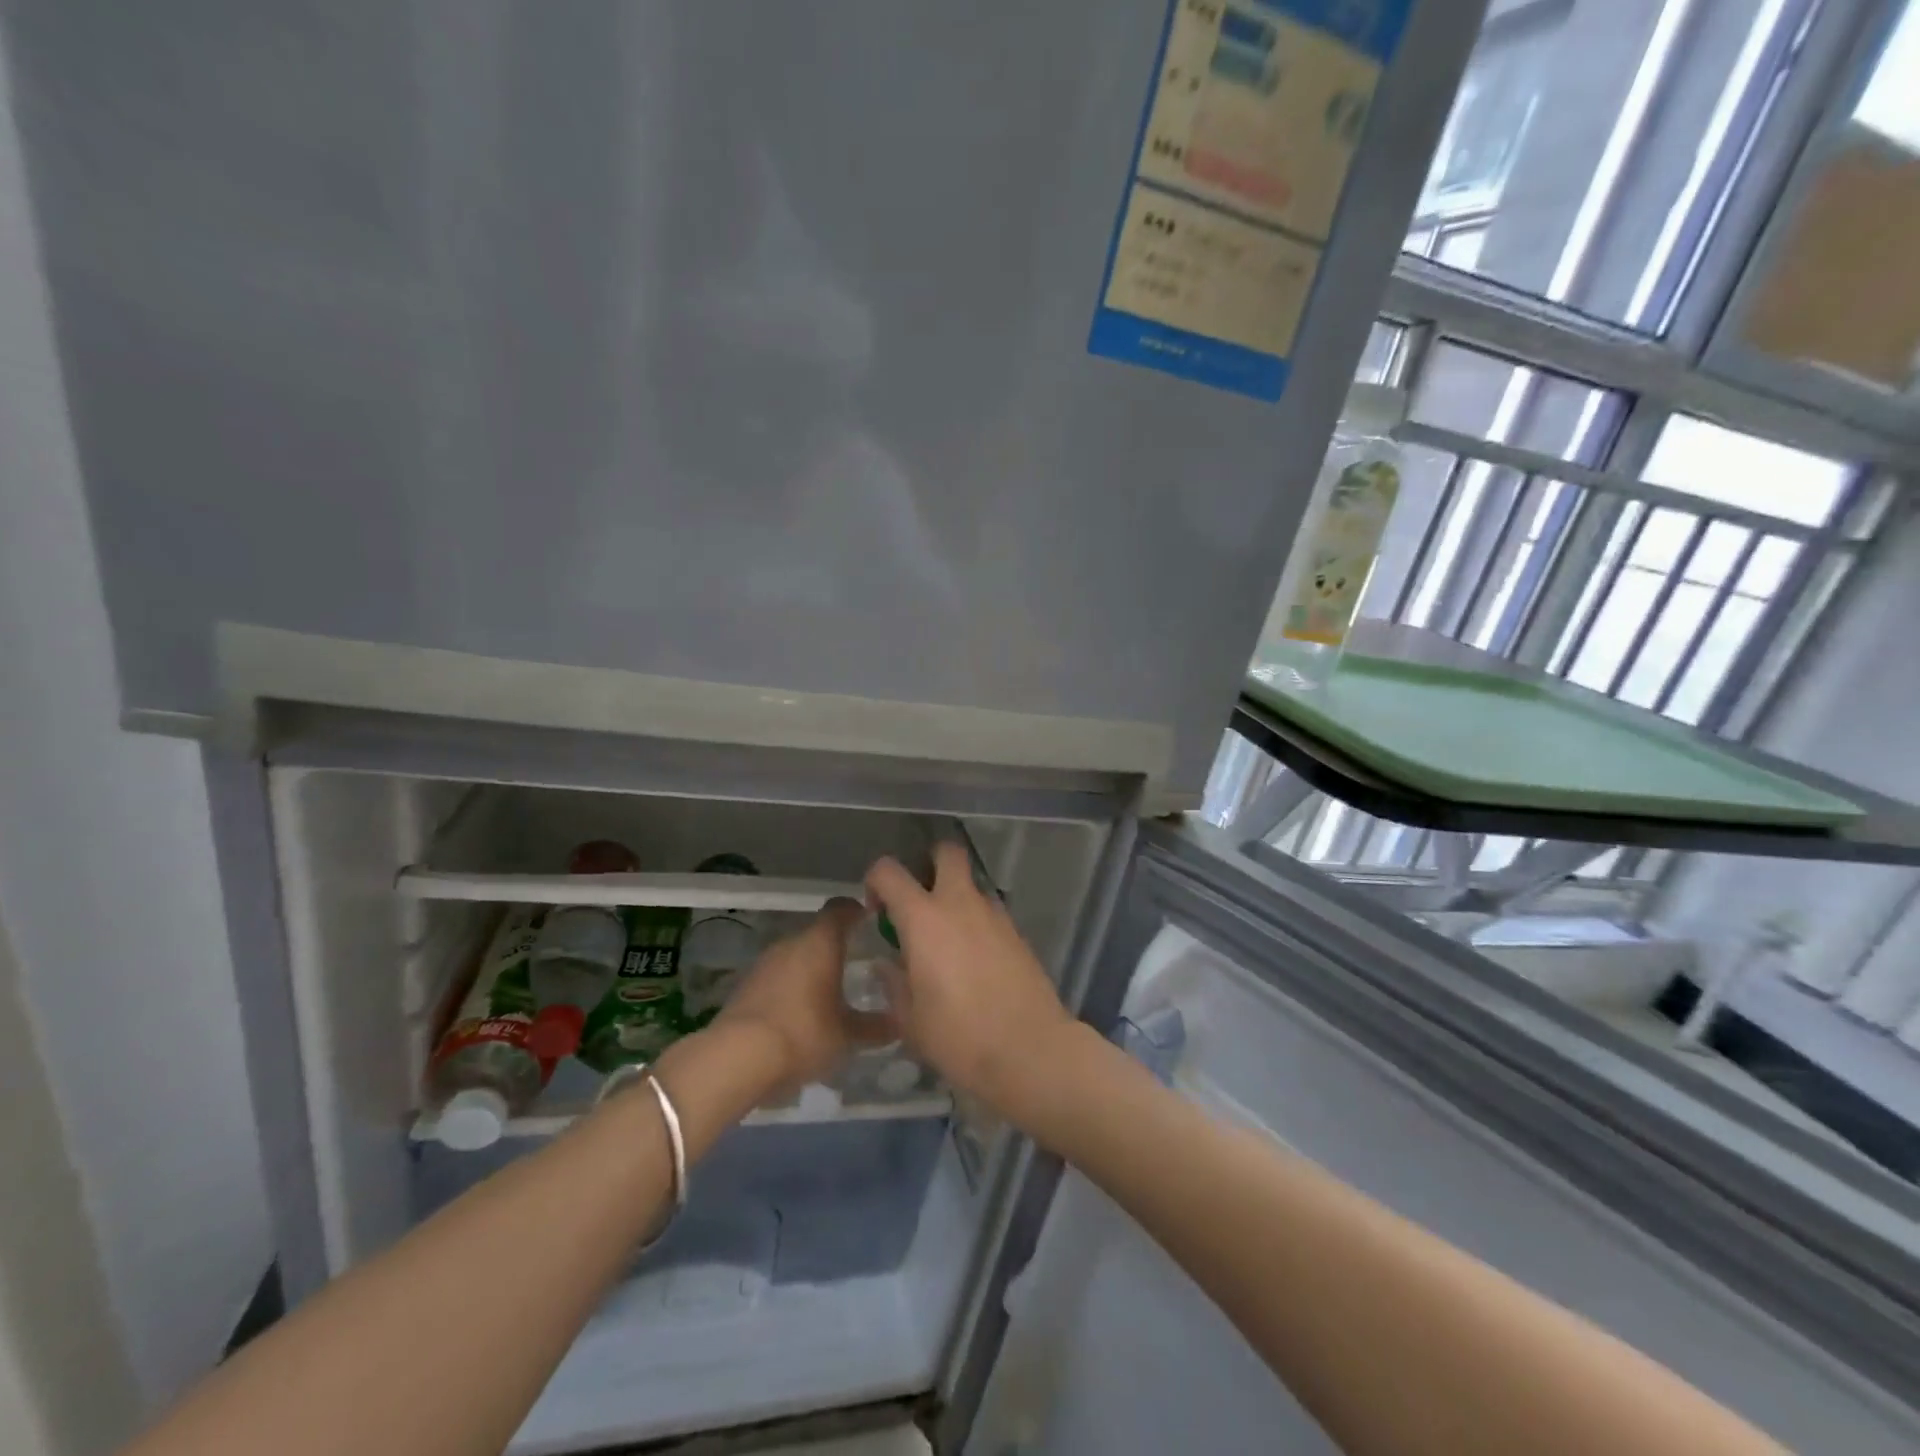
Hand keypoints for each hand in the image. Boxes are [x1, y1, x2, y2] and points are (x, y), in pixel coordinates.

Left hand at [712, 898, 884, 1094]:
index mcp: (820, 942)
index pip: (841, 908)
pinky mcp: (746, 986)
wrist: (735, 1059)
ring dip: (812, 970)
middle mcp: (791, 943)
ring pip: (796, 957)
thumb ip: (875, 1027)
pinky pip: (778, 978)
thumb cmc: (803, 1033)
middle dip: (837, 948)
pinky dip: (791, 989)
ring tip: (831, 996)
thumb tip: (899, 1023)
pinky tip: (801, 1016)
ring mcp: (764, 963)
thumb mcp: (847, 1036)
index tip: (872, 923)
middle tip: (859, 968)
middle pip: (818, 934)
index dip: (857, 910)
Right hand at [865, 843, 1077, 1112]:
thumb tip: (886, 965)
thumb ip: (893, 984)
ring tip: (947, 944)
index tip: (876, 910)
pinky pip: (989, 914)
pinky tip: (974, 964)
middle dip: (930, 861)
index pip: (889, 871)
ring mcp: (994, 916)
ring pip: (971, 886)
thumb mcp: (910, 1020)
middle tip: (919, 898)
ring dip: (955, 899)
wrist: (1030, 1051)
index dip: (875, 881)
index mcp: (924, 919)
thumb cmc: (959, 1037)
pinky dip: (977, 925)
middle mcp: (960, 904)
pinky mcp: (1018, 933)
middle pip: (947, 852)